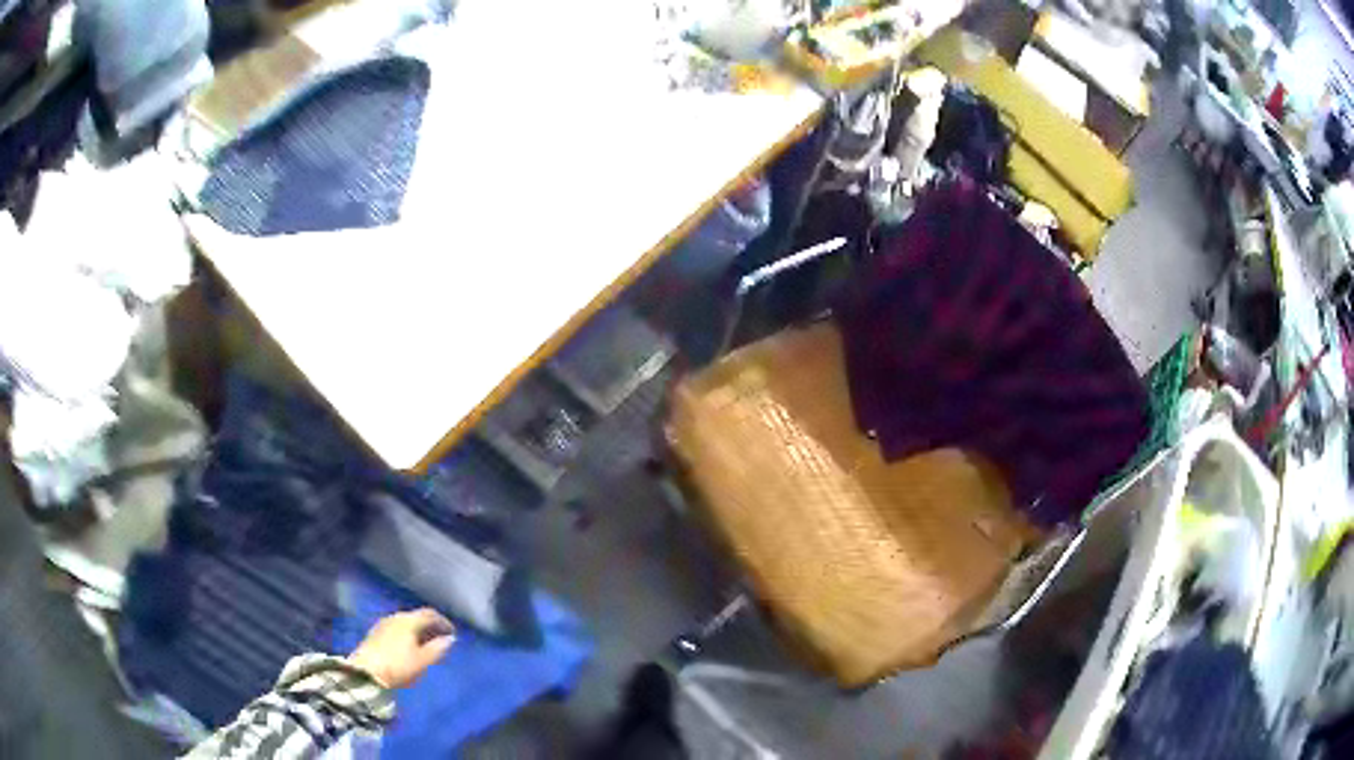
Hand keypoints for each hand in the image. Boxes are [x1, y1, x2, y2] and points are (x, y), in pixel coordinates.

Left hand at [346, 608, 454, 688]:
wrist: (366, 672)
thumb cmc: (399, 665)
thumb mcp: (423, 660)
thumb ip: (438, 648)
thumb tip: (450, 639)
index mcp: (409, 620)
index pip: (430, 614)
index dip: (443, 622)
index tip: (452, 632)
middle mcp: (395, 617)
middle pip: (416, 617)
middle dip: (430, 626)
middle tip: (441, 639)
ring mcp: (383, 624)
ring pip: (405, 623)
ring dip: (418, 631)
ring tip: (426, 645)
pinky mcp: (375, 633)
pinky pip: (396, 629)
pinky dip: (407, 634)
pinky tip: (409, 647)